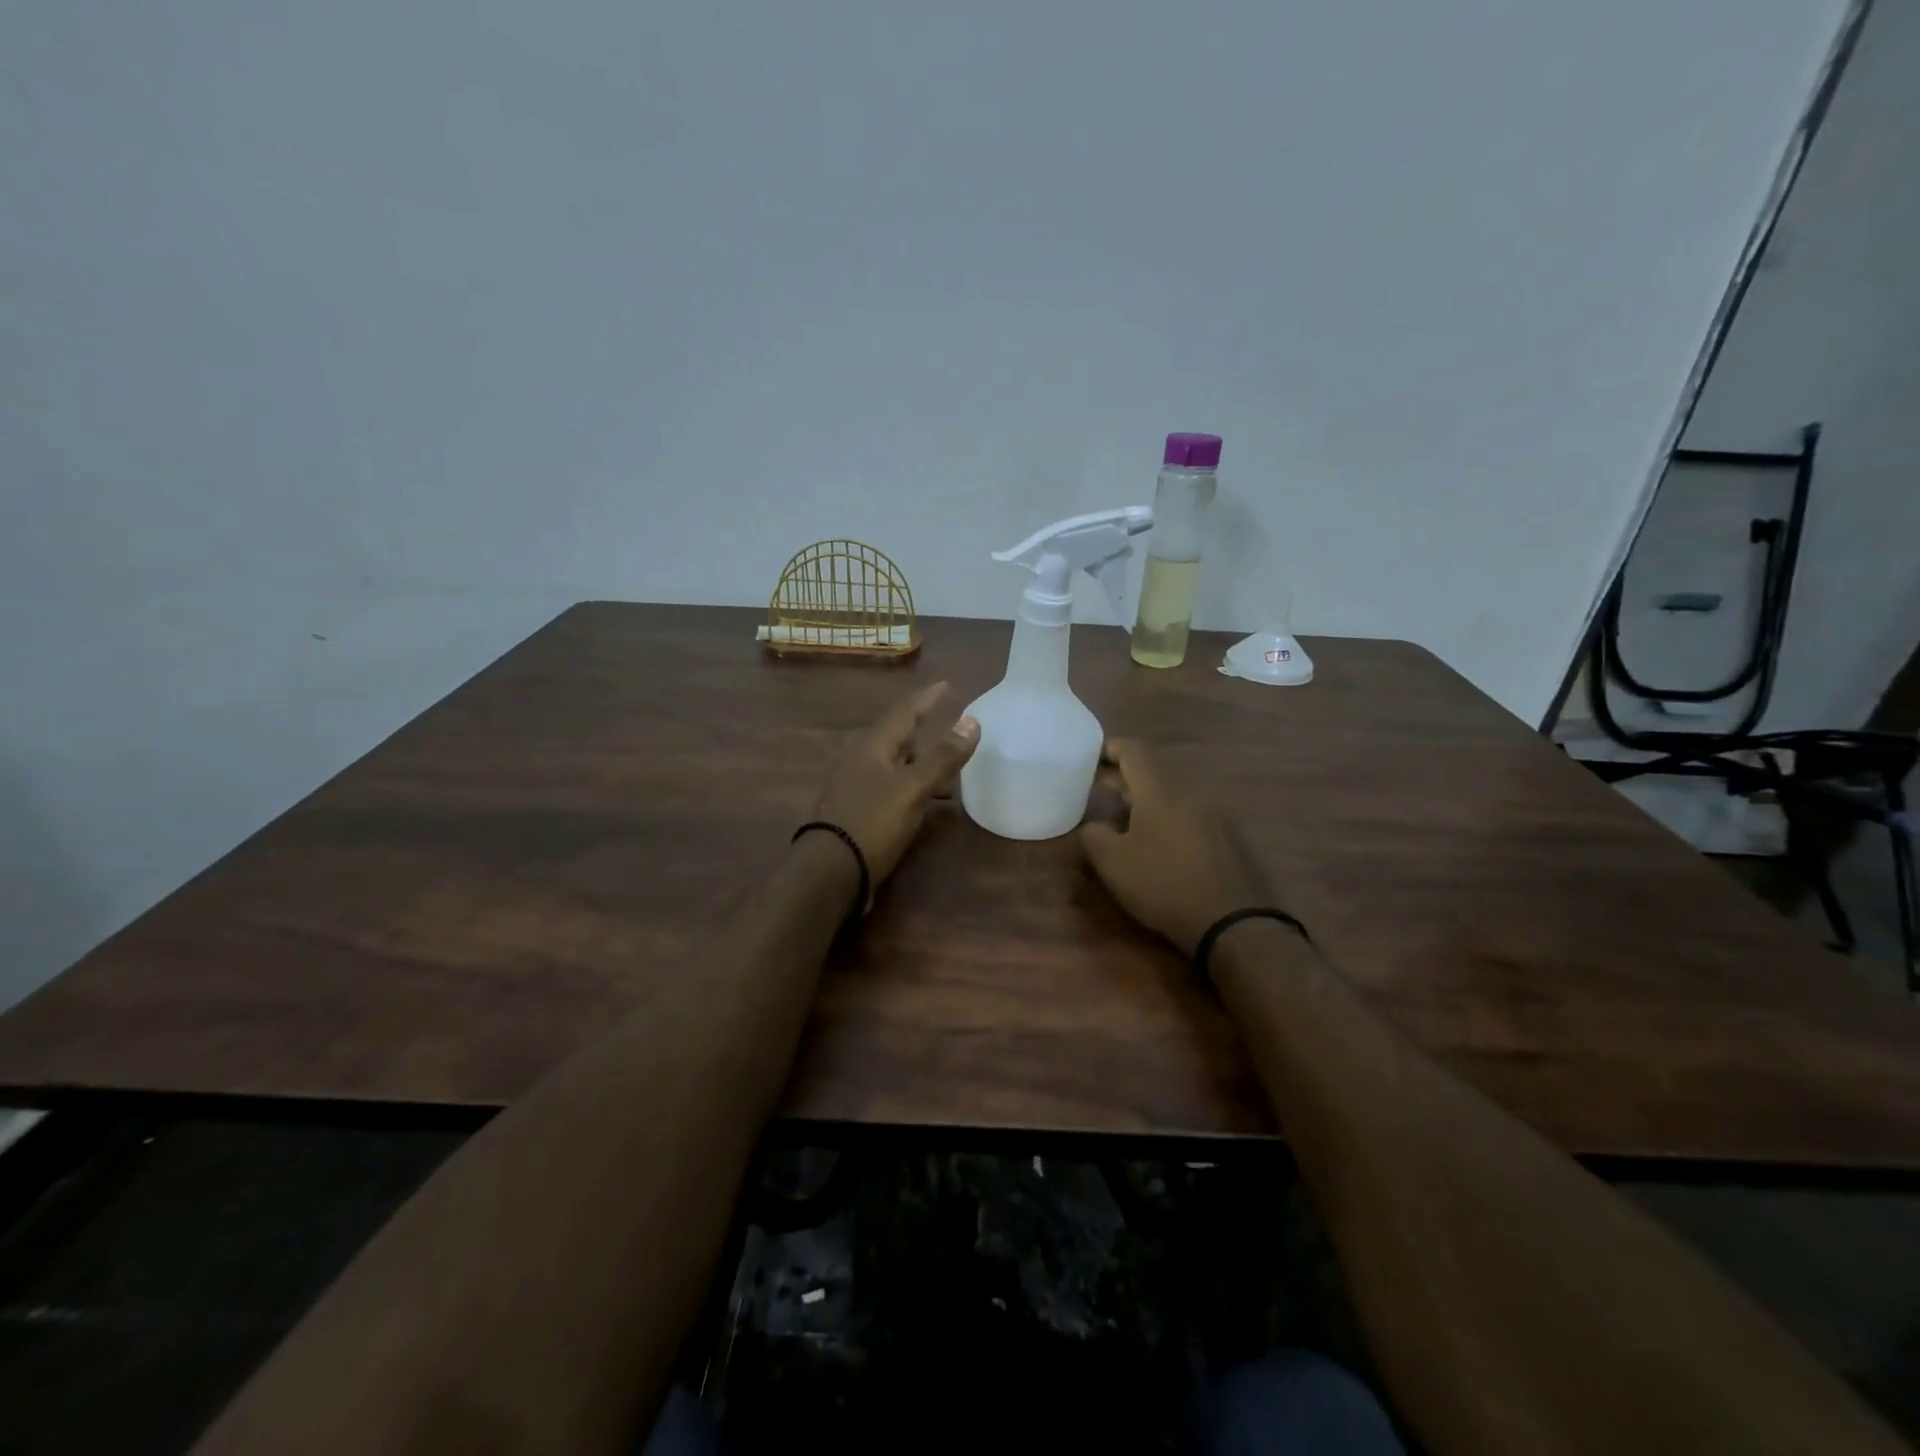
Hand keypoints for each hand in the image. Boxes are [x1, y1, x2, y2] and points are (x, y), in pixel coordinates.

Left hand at [811, 682, 980, 901]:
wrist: (829, 873)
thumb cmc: (872, 823)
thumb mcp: (912, 789)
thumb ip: (942, 757)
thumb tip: (972, 720)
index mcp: (872, 747)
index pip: (904, 712)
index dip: (927, 698)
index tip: (947, 685)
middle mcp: (861, 761)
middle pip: (899, 739)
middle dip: (927, 735)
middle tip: (955, 734)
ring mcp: (856, 788)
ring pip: (896, 766)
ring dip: (922, 765)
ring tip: (949, 773)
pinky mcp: (857, 812)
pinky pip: (891, 789)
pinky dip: (913, 788)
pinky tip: (925, 803)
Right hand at [1079, 739, 1271, 956]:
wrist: (1231, 922)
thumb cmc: (1163, 884)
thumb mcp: (1112, 862)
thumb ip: (1093, 835)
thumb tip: (1092, 825)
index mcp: (1160, 791)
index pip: (1135, 751)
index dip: (1111, 748)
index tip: (1091, 756)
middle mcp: (1189, 795)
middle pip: (1153, 774)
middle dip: (1123, 778)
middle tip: (1098, 789)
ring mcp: (1213, 817)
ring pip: (1171, 797)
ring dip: (1145, 802)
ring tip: (1122, 820)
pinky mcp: (1227, 841)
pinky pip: (1188, 818)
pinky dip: (1165, 821)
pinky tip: (1156, 845)